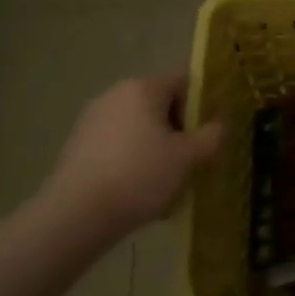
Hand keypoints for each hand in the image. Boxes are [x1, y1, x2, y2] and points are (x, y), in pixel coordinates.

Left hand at [36, 72, 223, 245]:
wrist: (75, 214)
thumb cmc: (140, 176)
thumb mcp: (188, 158)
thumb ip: (212, 136)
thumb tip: (219, 125)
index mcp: (143, 88)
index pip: (184, 81)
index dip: (202, 105)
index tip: (207, 134)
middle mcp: (115, 94)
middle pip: (160, 104)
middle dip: (178, 129)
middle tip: (190, 161)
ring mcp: (92, 119)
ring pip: (138, 126)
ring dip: (156, 146)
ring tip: (164, 181)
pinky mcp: (77, 144)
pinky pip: (117, 144)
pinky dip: (131, 159)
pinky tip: (136, 190)